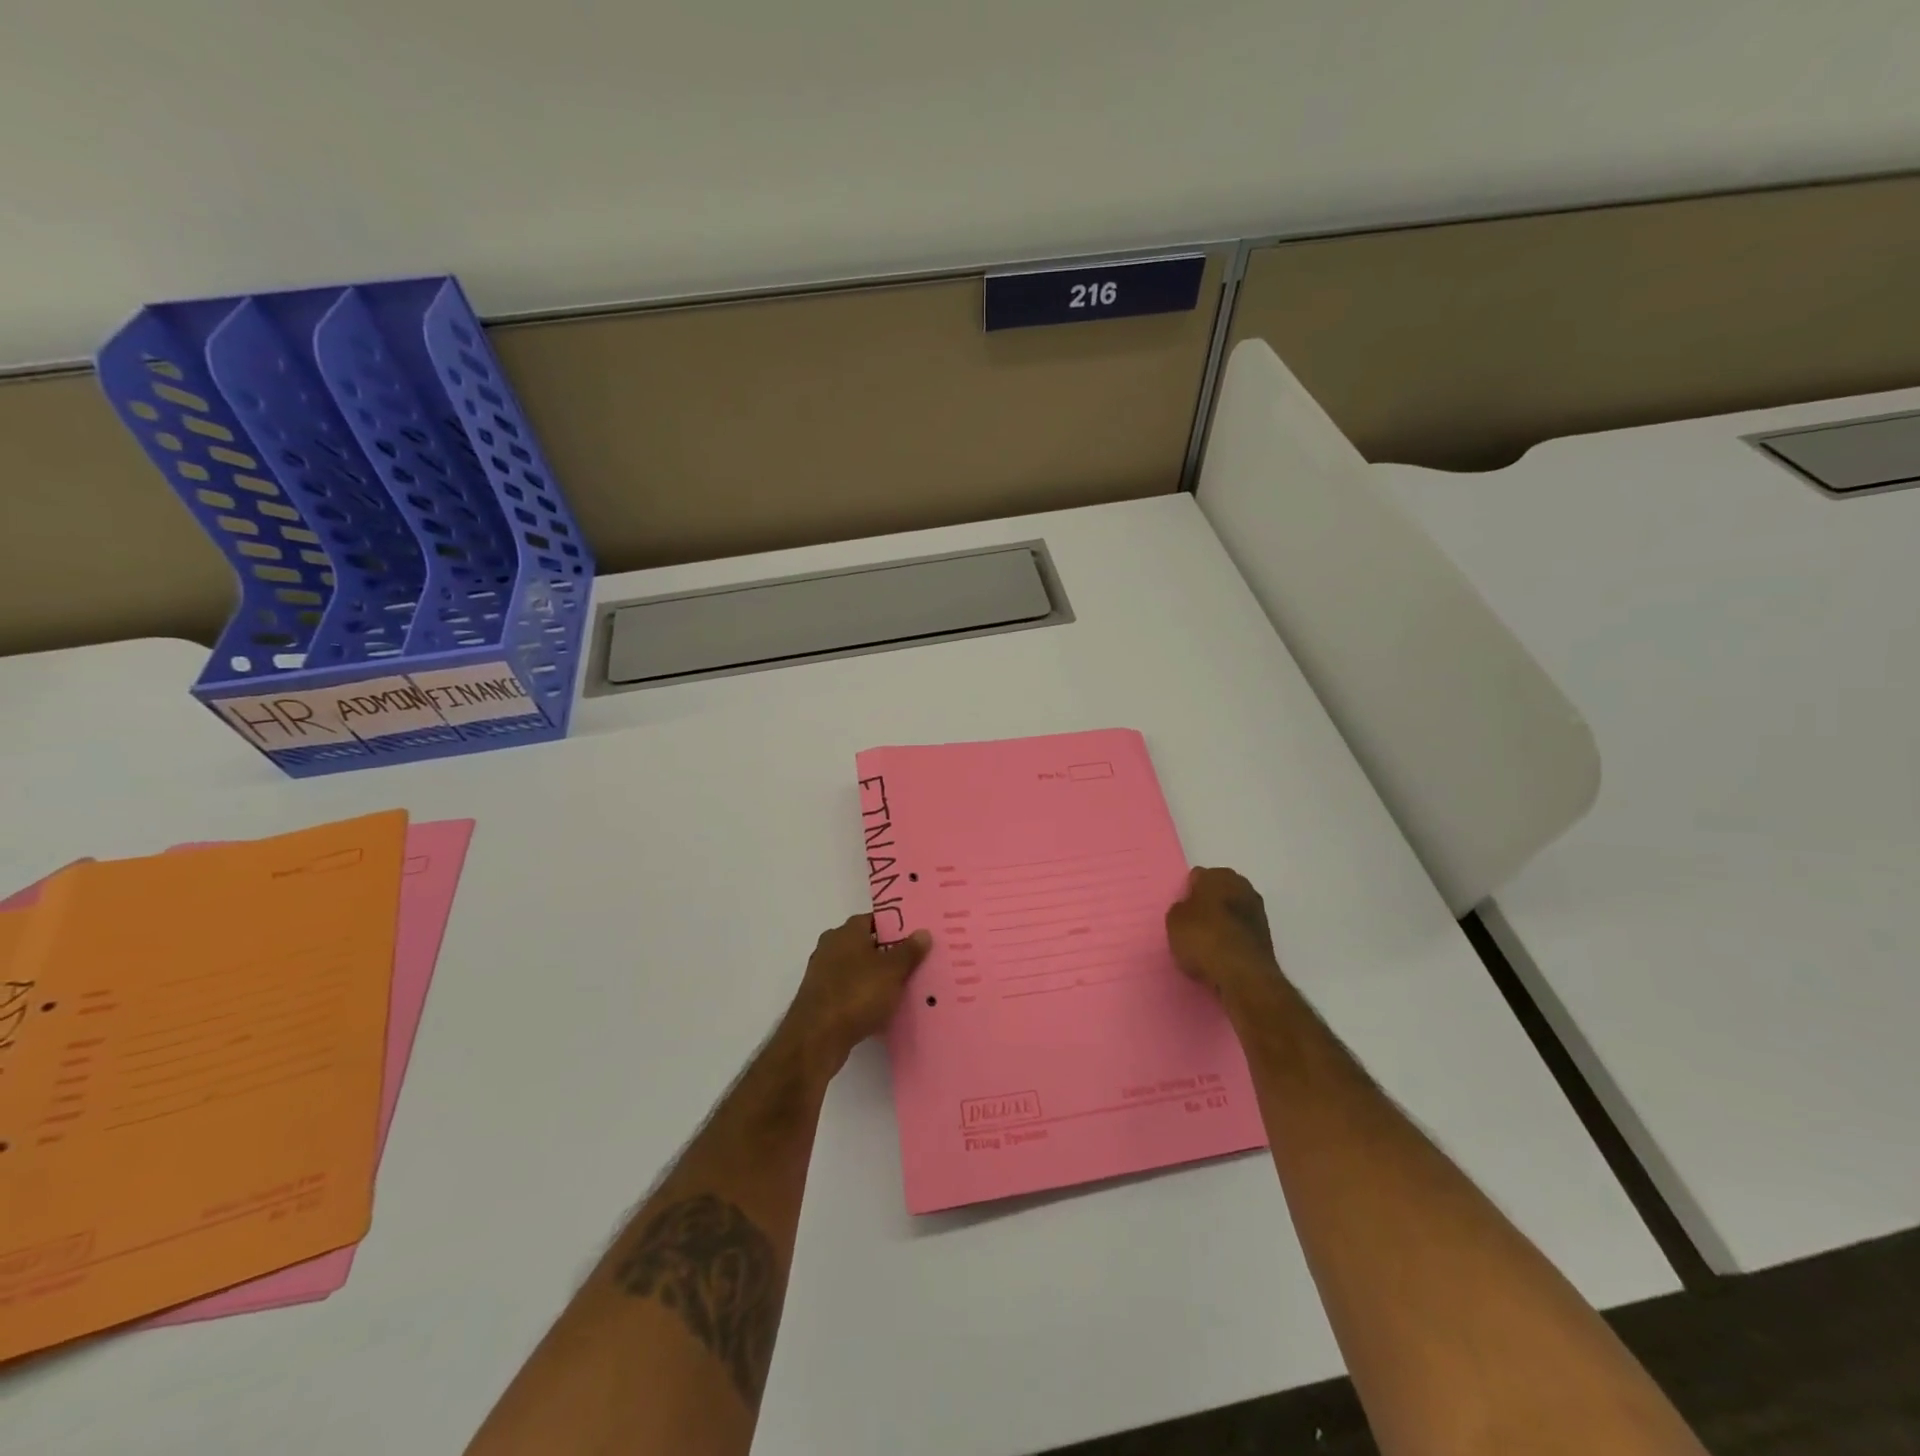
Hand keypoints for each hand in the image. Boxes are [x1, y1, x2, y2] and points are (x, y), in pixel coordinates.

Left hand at [781, 915, 931, 1075]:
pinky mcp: (820, 1000)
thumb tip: (923, 932)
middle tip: (915, 963)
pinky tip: (882, 1009)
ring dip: (876, 978)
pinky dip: (864, 997)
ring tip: (903, 988)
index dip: (896, 927)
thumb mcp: (892, 971)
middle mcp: (830, 947)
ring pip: (858, 970)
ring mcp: (822, 974)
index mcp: (845, 932)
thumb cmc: (856, 994)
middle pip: (865, 945)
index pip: (874, 920)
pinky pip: (849, 991)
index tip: (916, 938)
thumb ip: (909, 951)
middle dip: (888, 954)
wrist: (816, 1038)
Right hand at [1165, 867, 1283, 1006]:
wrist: (1243, 974)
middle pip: (1219, 890)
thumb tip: (1189, 908)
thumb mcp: (1174, 921)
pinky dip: (1234, 937)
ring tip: (1208, 942)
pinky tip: (1223, 953)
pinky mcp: (1266, 935)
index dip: (1188, 892)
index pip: (1197, 877)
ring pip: (1233, 910)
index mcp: (1217, 875)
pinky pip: (1242, 930)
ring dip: (1224, 920)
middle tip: (1193, 923)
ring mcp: (1258, 910)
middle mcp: (1241, 886)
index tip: (1182, 910)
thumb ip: (1181, 909)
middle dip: (1208, 902)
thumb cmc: (1203, 938)